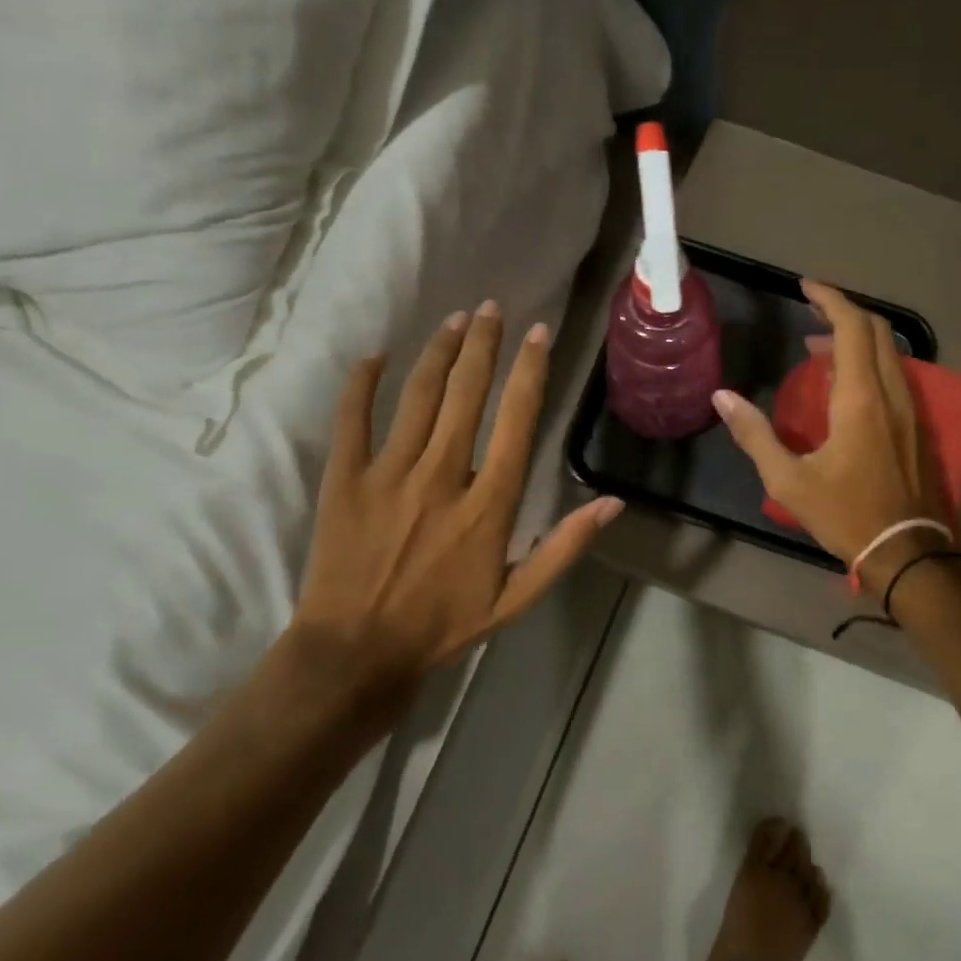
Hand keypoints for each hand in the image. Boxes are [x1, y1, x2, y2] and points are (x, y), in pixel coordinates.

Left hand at [290, 303, 623, 686]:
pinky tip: (376, 355)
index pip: (516, 420)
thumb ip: (564, 547)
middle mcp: (442, 476)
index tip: (539, 333)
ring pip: (419, 396)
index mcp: (488, 504)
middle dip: (483, 344)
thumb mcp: (517, 598)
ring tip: (455, 319)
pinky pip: (352, 419)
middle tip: (492, 307)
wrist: (357, 652)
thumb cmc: (443, 625)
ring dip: (439, 353)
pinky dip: (362, 384)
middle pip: (467, 394)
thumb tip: (614, 504)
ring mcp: (389, 474)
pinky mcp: (346, 479)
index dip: (530, 372)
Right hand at [712, 280, 952, 588]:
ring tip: (816, 345)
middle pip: (875, 329)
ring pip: (887, 350)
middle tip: (808, 307)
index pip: (851, 327)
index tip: (804, 286)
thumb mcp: (789, 479)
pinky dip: (867, 360)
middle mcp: (890, 392)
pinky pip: (892, 373)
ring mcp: (909, 408)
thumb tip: (722, 397)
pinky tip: (842, 381)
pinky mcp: (915, 424)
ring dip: (855, 336)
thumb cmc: (845, 514)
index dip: (829, 298)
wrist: (906, 549)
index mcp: (860, 398)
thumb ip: (754, 434)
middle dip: (843, 310)